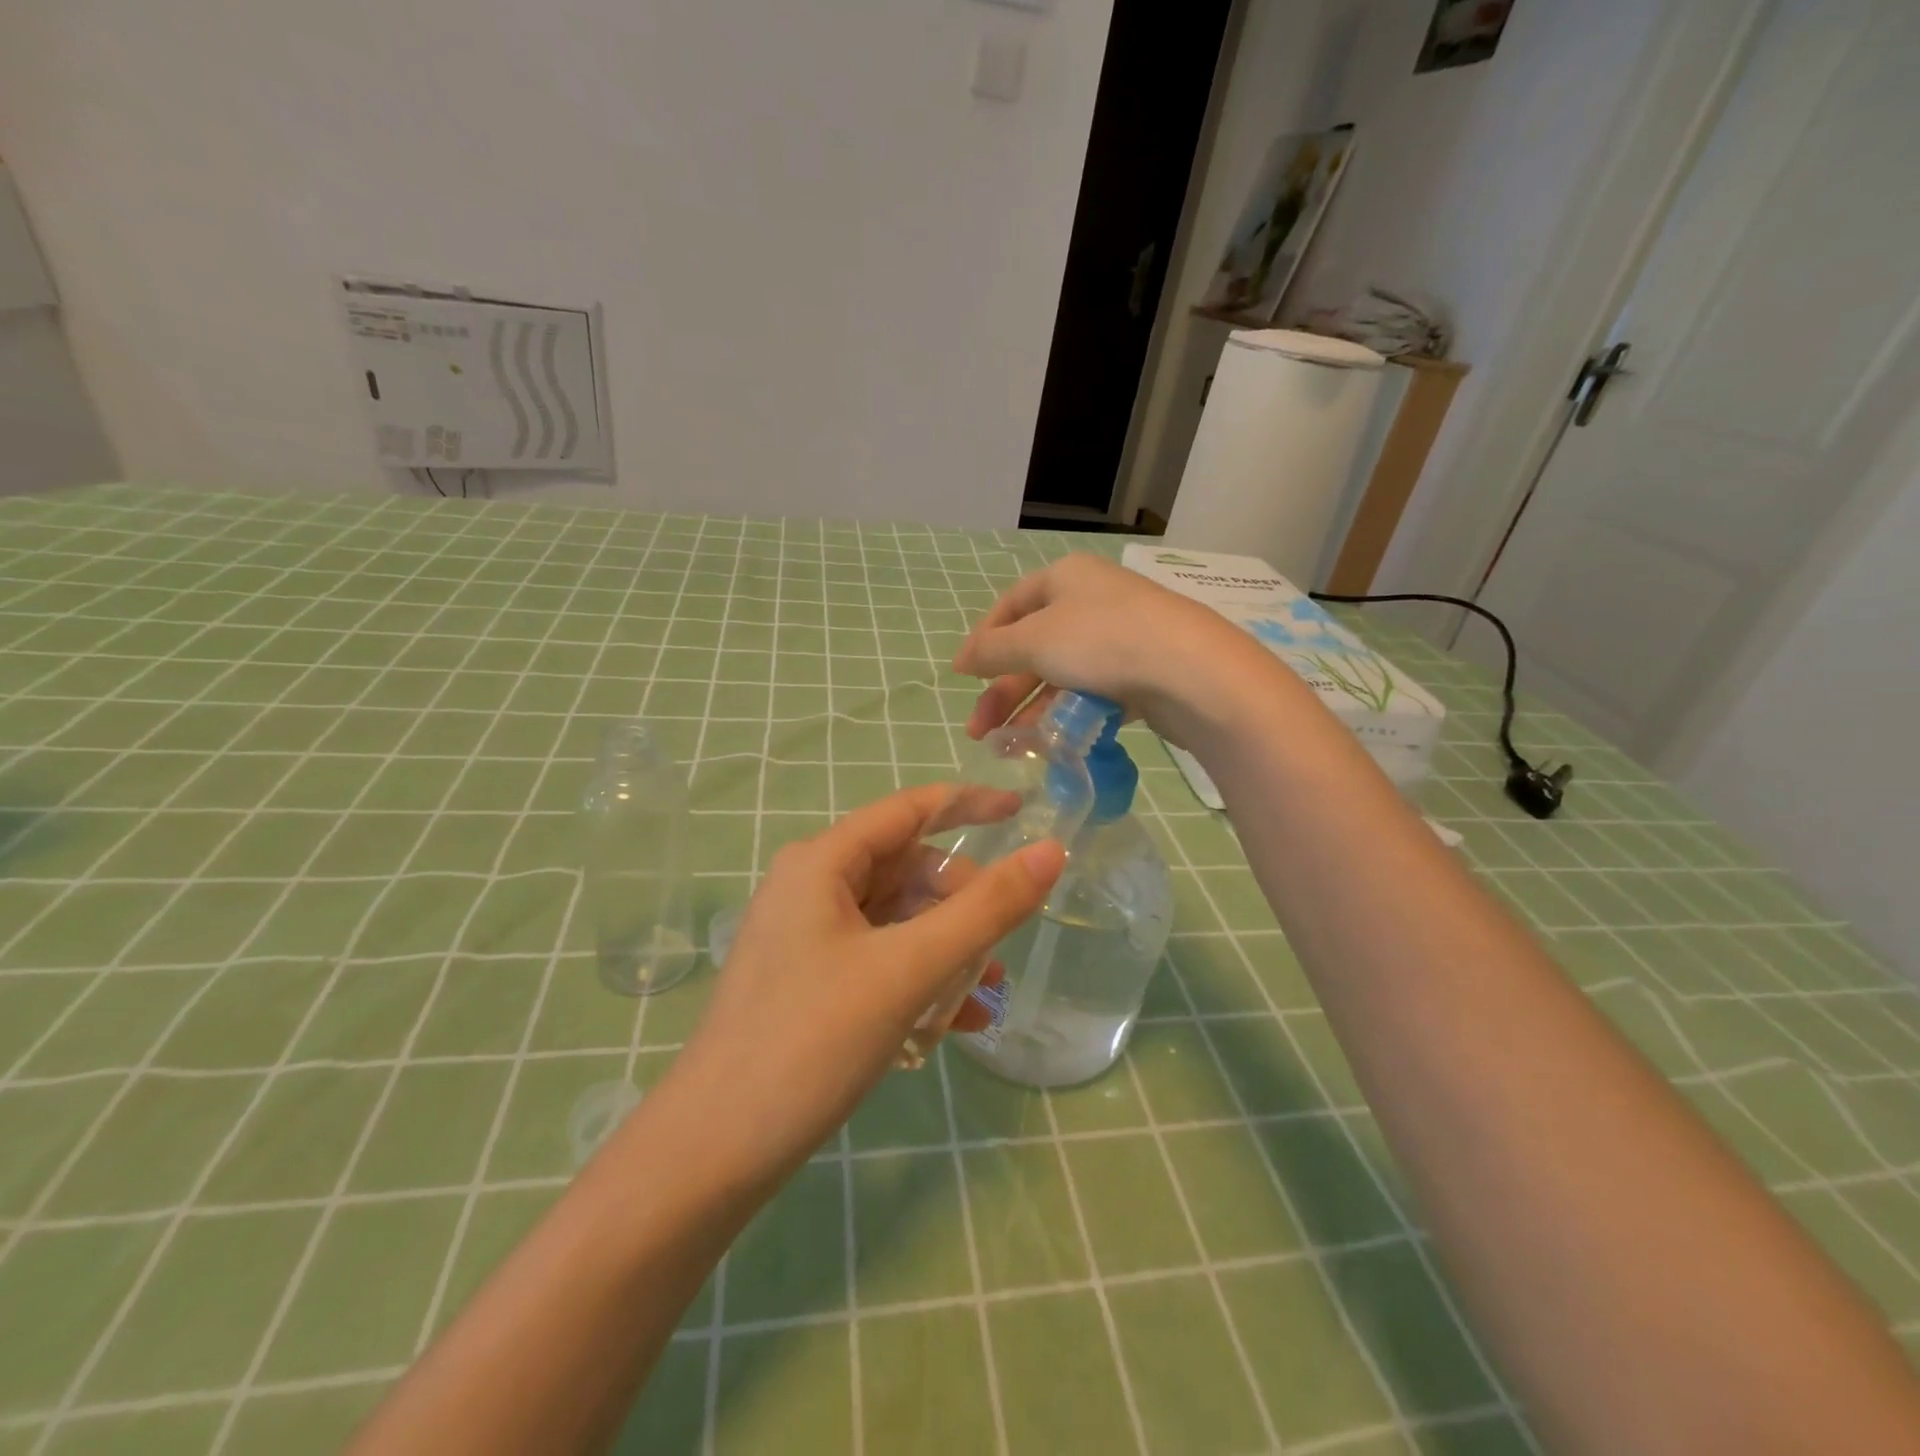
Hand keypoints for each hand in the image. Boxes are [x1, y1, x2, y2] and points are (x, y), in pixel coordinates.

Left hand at [659, 785, 1065, 1186]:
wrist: (713, 1152)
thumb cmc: (811, 1041)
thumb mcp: (908, 969)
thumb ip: (985, 910)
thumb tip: (1050, 852)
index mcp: (822, 862)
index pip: (909, 810)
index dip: (969, 805)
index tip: (1023, 812)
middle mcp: (811, 887)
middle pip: (906, 869)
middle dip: (961, 900)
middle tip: (1002, 940)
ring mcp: (807, 937)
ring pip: (897, 920)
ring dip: (947, 948)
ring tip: (988, 991)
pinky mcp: (809, 981)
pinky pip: (879, 960)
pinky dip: (919, 979)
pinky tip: (955, 1022)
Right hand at [953, 553, 1262, 742]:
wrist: (1191, 672)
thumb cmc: (1102, 641)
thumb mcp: (1034, 641)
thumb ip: (992, 650)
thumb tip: (961, 658)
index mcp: (1065, 578)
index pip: (1011, 605)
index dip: (983, 640)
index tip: (963, 676)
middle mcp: (1092, 601)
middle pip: (1034, 646)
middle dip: (1004, 690)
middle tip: (979, 731)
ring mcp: (1121, 637)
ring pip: (1062, 674)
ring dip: (1032, 710)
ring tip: (1011, 747)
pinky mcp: (1142, 672)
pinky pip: (1093, 693)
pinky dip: (1069, 715)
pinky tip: (1053, 742)